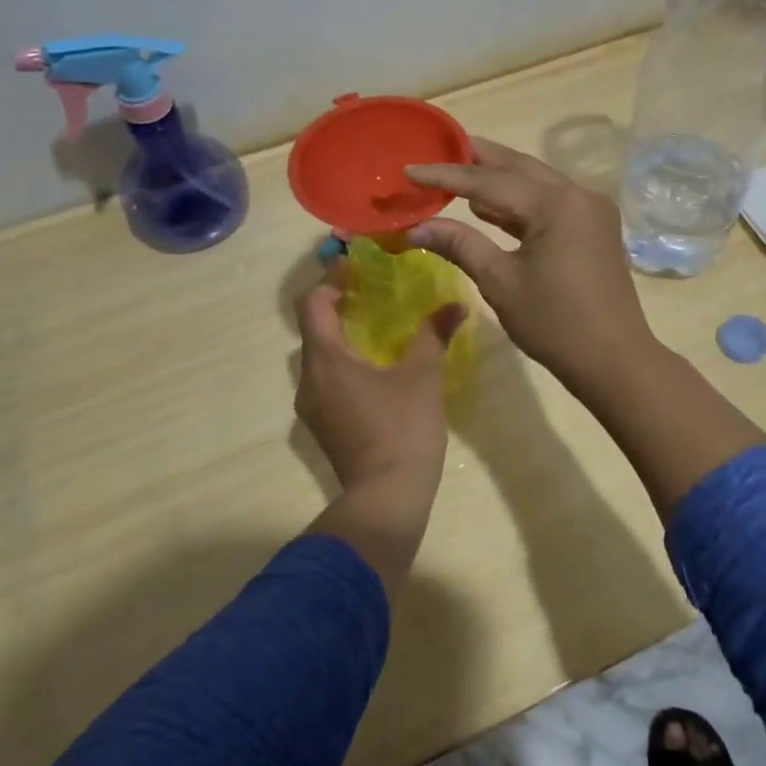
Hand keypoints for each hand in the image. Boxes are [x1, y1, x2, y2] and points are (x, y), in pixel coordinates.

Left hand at [294, 277, 465, 491]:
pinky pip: (326, 379)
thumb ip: (434, 335)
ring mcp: (312, 407)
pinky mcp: (324, 426)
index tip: (356, 267)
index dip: (331, 280)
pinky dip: (343, 361)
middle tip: (370, 291)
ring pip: (318, 357)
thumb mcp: (423, 376)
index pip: (313, 305)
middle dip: (337, 306)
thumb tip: (455, 305)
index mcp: (326, 360)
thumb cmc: (402, 429)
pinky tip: (374, 367)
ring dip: (340, 336)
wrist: (387, 498)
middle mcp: (309, 380)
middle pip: (313, 329)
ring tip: (375, 326)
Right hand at [405, 138, 657, 394]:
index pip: (489, 181)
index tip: (410, 169)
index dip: (446, 175)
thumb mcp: (500, 282)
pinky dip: (519, 202)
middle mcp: (578, 194)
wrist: (614, 360)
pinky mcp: (594, 227)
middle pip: (518, 167)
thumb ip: (459, 245)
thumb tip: (415, 228)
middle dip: (477, 158)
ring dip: (498, 178)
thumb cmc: (555, 324)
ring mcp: (591, 209)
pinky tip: (488, 206)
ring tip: (457, 172)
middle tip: (437, 148)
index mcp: (557, 204)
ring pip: (536, 182)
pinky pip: (550, 202)